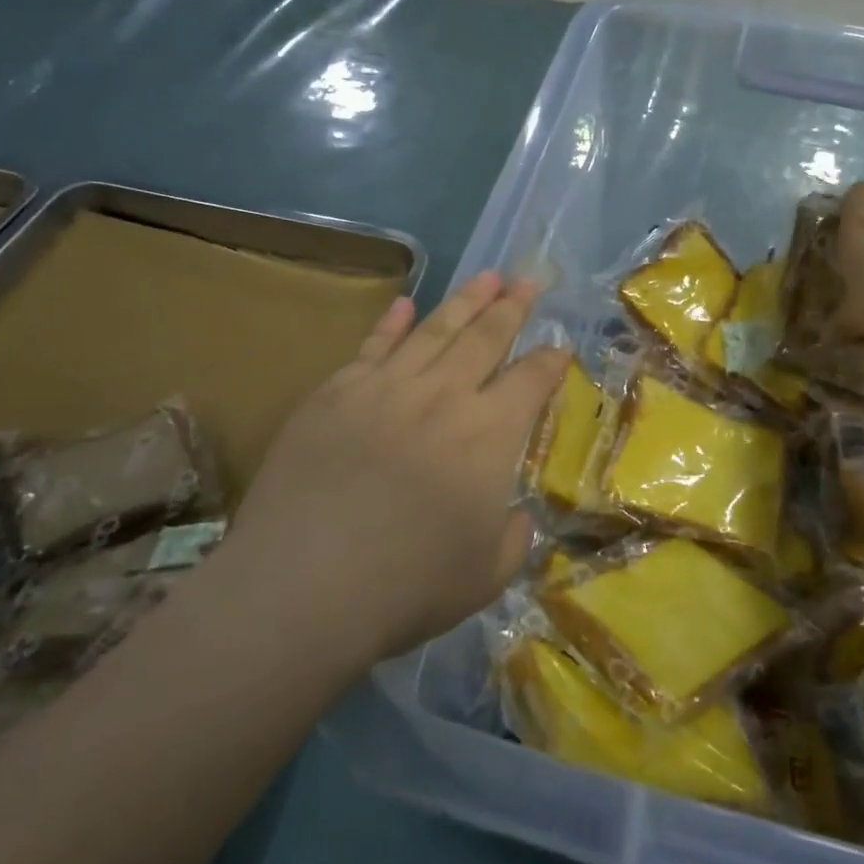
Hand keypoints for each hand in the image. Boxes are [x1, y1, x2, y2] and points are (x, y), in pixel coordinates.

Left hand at [218, 271, 567, 665]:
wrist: (303, 586)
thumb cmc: (407, 587)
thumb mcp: (487, 575)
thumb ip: (512, 536)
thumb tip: (514, 513)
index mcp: (489, 434)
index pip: (531, 380)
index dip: (551, 360)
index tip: (560, 345)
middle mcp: (443, 396)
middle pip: (486, 337)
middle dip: (513, 307)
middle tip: (528, 281)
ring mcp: (385, 388)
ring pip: (434, 329)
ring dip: (465, 300)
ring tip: (486, 276)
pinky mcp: (335, 394)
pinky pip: (372, 346)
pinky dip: (391, 322)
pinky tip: (404, 303)